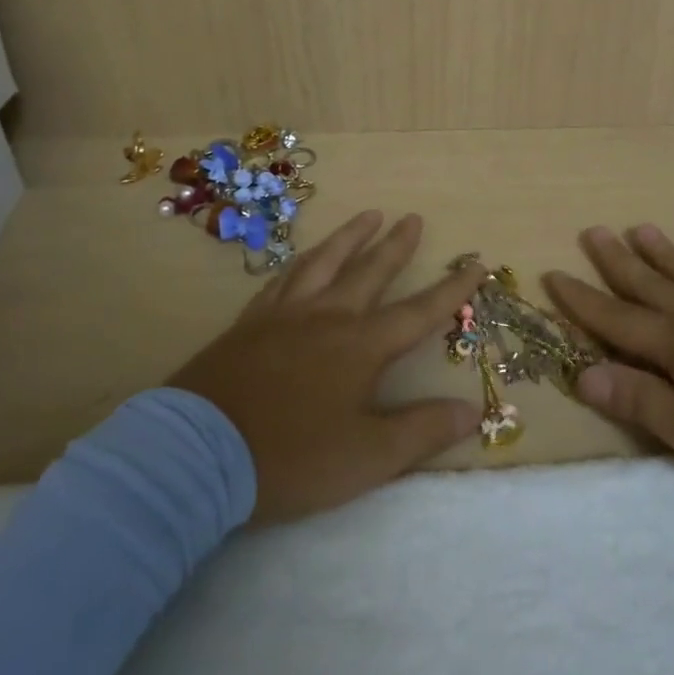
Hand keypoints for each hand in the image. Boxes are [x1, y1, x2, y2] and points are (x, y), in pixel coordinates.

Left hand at [167, 210, 482, 523]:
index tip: (475, 264)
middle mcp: (327, 317)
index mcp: (361, 346)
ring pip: (323, 262)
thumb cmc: (292, 458)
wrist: (198, 454)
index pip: (418, 312)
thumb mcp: (368, 457)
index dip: (450, 290)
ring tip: (367, 216)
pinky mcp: (249, 323)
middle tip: (412, 218)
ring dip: (349, 238)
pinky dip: (301, 264)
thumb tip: (472, 410)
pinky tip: (303, 261)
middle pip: (369, 272)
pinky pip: (282, 280)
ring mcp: (284, 315)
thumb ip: (422, 431)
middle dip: (396, 245)